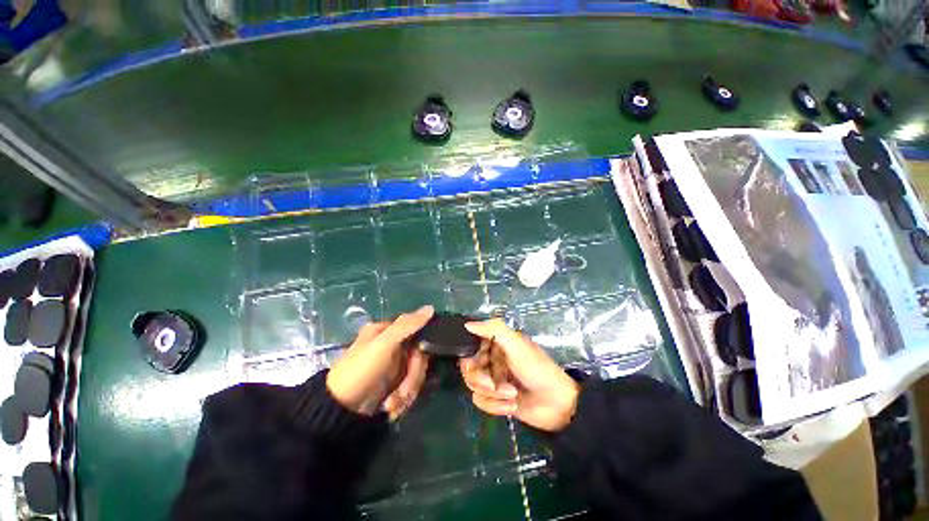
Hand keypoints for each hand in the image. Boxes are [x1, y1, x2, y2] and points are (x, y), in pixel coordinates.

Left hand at [327, 306, 433, 419]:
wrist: (341, 412)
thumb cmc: (361, 371)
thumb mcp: (383, 344)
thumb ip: (407, 325)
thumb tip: (431, 308)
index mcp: (386, 331)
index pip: (417, 331)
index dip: (420, 348)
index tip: (416, 361)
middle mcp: (392, 345)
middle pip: (419, 356)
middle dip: (412, 377)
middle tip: (403, 391)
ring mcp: (393, 365)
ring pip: (416, 374)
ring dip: (407, 391)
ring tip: (391, 405)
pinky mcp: (394, 383)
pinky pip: (410, 387)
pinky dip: (403, 400)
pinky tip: (391, 408)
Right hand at [459, 319, 579, 431]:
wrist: (558, 403)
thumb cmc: (538, 369)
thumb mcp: (517, 345)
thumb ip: (493, 329)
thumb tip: (467, 324)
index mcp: (497, 344)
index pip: (471, 346)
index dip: (471, 355)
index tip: (476, 363)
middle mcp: (493, 360)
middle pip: (468, 368)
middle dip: (479, 379)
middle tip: (492, 384)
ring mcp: (494, 380)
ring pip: (474, 386)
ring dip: (492, 394)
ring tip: (512, 394)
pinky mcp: (497, 400)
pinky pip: (482, 402)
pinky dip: (496, 406)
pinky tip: (512, 406)